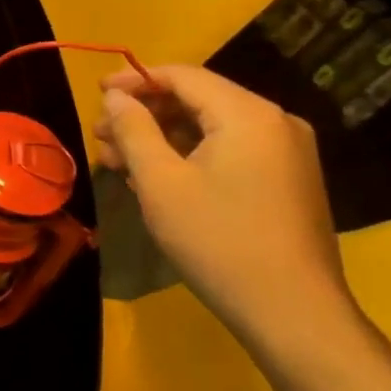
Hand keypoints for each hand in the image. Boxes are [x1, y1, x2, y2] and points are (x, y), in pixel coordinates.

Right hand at [93, 65, 354, 359]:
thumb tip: (116, 96)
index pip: (183, 76)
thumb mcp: (160, 181)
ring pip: (210, 127)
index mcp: (248, 114)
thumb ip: (133, 129)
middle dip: (144, 114)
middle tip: (101, 137)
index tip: (96, 94)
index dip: (134, 80)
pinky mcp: (286, 181)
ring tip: (118, 161)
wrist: (293, 314)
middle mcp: (274, 123)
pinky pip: (228, 150)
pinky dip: (189, 155)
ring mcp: (286, 154)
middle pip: (197, 99)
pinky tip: (156, 178)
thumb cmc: (218, 240)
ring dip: (161, 137)